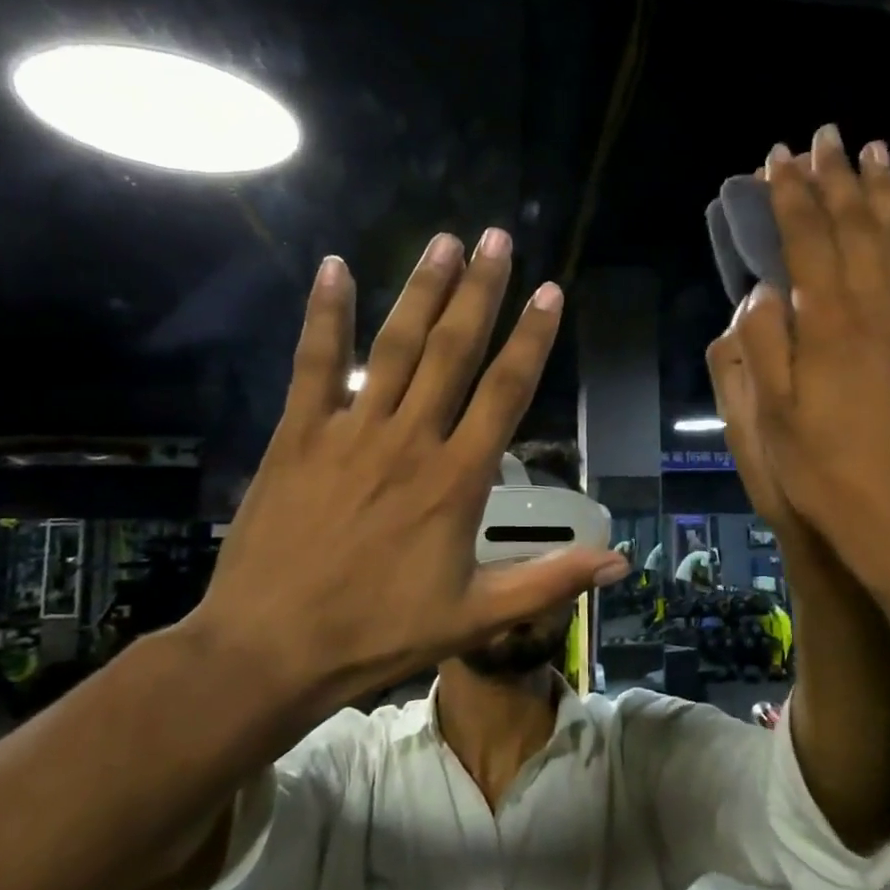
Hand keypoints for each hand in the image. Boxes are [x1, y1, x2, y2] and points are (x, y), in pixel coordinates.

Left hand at [182, 230, 627, 715]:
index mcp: (457, 479)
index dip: (532, 339)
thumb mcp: (477, 617)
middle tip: (497, 238)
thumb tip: (620, 561)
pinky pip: (314, 365)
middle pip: (454, 351)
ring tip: (445, 241)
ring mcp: (350, 432)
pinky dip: (325, 315)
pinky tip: (334, 267)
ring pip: (395, 347)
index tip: (550, 292)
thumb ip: (550, 581)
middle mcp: (410, 440)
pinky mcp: (297, 436)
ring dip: (422, 291)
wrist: (269, 651)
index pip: (506, 392)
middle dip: (481, 291)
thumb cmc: (379, 633)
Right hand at [730, 127, 889, 587]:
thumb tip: (763, 291)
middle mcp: (877, 310)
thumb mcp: (770, 416)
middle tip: (826, 137)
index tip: (777, 159)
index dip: (791, 197)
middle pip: (858, 227)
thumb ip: (763, 345)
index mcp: (830, 325)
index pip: (809, 241)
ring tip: (875, 153)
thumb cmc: (821, 469)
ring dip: (885, 193)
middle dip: (838, 178)